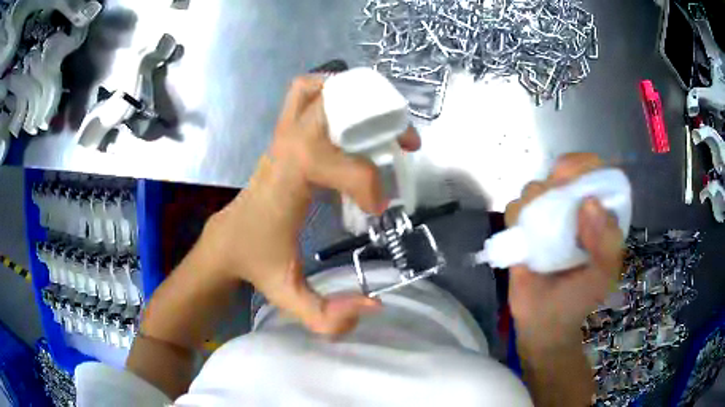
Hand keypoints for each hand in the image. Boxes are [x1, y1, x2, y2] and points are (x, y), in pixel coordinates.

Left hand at [202, 75, 420, 335]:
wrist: (226, 241)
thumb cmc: (256, 265)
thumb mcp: (289, 299)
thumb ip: (328, 317)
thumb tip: (376, 304)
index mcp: (284, 186)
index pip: (328, 160)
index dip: (364, 179)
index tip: (378, 208)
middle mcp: (283, 152)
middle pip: (325, 107)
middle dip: (373, 118)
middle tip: (401, 143)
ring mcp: (281, 138)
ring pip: (311, 90)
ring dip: (352, 96)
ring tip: (381, 122)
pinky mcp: (284, 136)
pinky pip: (303, 94)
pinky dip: (330, 90)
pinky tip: (351, 115)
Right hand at [505, 153, 623, 346]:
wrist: (544, 324)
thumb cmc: (580, 300)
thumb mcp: (604, 276)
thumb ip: (607, 242)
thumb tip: (589, 203)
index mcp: (599, 213)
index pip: (595, 171)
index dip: (585, 166)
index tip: (574, 180)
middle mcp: (573, 209)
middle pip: (562, 172)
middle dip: (557, 182)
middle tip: (555, 206)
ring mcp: (547, 217)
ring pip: (536, 187)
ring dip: (535, 202)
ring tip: (539, 235)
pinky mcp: (523, 229)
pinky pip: (514, 209)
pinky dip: (517, 216)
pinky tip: (523, 239)